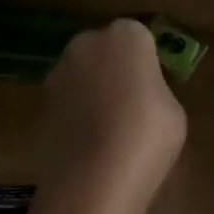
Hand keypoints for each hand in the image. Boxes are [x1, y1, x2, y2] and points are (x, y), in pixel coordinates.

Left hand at [43, 20, 186, 212]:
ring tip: (109, 131)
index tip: (154, 88)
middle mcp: (85, 44)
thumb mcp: (173, 111)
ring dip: (92, 93)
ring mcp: (57, 74)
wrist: (94, 177)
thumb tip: (140, 96)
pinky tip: (89, 146)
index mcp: (125, 36)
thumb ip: (155, 91)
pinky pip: (67, 105)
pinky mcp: (41, 105)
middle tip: (131, 106)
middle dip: (114, 71)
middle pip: (103, 51)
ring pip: (81, 77)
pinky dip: (76, 118)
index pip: (139, 38)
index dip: (147, 63)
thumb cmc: (146, 136)